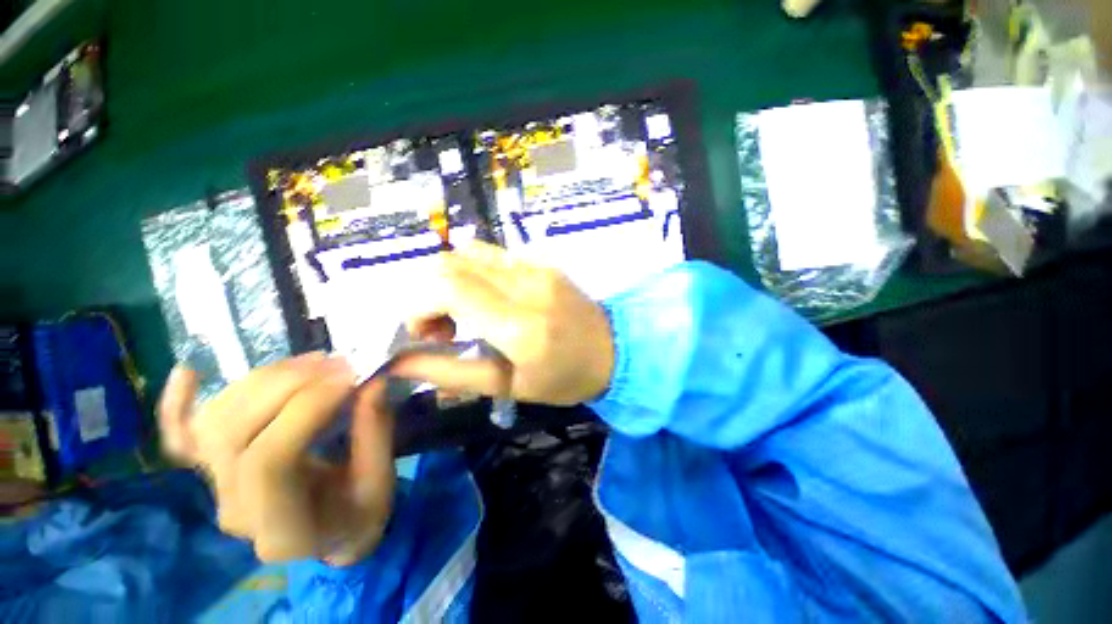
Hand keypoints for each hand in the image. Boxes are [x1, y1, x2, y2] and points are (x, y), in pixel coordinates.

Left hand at [157, 353, 394, 564]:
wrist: (327, 534)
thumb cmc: (359, 514)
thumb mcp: (380, 483)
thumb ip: (375, 434)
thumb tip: (372, 382)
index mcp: (282, 529)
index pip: (270, 461)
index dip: (307, 409)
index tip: (350, 377)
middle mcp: (235, 509)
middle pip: (233, 434)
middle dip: (287, 386)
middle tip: (337, 362)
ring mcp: (217, 487)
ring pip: (213, 422)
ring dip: (263, 381)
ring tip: (313, 362)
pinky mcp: (213, 468)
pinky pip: (180, 438)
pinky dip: (178, 404)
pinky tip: (189, 371)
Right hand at [394, 241, 614, 405]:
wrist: (615, 350)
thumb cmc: (565, 378)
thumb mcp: (508, 387)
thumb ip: (452, 372)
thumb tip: (400, 362)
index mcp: (519, 324)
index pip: (447, 286)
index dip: (418, 306)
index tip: (425, 335)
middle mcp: (525, 284)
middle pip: (450, 263)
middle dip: (429, 293)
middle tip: (445, 327)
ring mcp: (536, 266)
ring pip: (468, 252)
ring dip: (451, 280)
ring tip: (465, 310)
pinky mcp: (543, 261)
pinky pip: (493, 254)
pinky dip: (475, 272)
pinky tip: (489, 297)